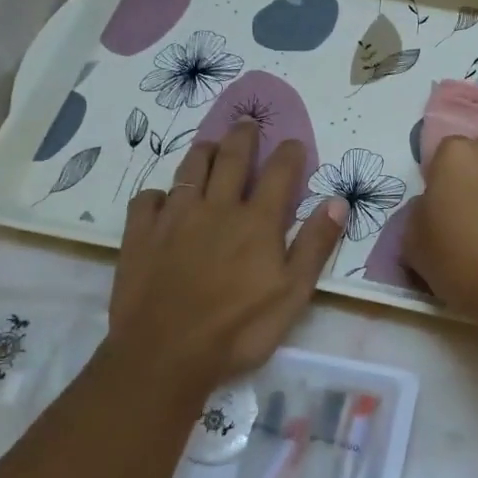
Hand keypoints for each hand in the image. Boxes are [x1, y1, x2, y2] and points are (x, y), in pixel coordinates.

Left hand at [107, 124, 343, 398]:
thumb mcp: (293, 294)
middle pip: (232, 159)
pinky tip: (162, 198)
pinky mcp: (140, 236)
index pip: (279, 173)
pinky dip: (158, 193)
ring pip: (190, 170)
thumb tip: (338, 201)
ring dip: (203, 152)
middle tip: (247, 122)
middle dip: (243, 137)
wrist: (165, 355)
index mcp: (256, 222)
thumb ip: (315, 245)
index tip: (294, 144)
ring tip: (211, 144)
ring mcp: (174, 219)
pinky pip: (147, 200)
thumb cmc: (238, 330)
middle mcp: (216, 208)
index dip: (289, 154)